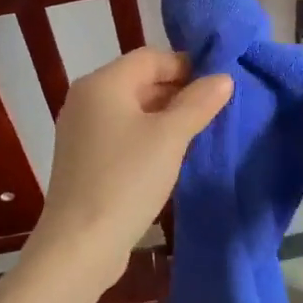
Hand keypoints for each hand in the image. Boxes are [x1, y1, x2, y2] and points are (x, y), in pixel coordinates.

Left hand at [25, 49, 231, 294]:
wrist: (79, 245)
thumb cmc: (126, 179)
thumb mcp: (170, 138)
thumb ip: (198, 103)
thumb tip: (223, 77)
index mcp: (102, 83)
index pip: (150, 57)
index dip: (186, 65)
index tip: (218, 84)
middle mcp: (86, 98)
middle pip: (139, 80)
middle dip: (177, 91)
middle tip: (215, 109)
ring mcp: (80, 129)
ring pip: (131, 108)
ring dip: (164, 115)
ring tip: (199, 131)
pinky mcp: (83, 158)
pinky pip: (120, 132)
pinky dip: (146, 135)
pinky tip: (169, 155)